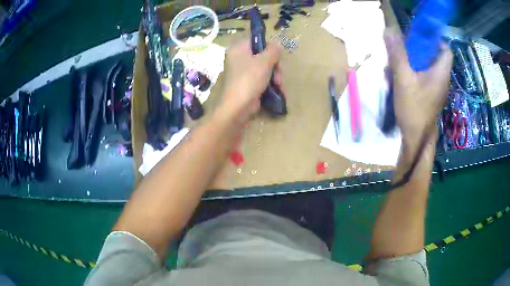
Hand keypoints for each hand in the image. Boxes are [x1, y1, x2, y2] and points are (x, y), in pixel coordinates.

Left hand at [218, 39, 283, 120]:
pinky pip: (261, 78)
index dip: (269, 47)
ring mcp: (242, 72)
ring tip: (279, 86)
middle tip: (279, 76)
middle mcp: (238, 58)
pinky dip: (270, 83)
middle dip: (275, 66)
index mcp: (238, 48)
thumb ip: (273, 50)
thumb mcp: (264, 61)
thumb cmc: (249, 79)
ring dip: (275, 76)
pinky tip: (278, 90)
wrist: (238, 107)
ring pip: (264, 68)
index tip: (277, 56)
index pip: (256, 40)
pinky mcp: (246, 83)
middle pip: (262, 55)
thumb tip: (277, 44)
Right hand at [384, 29, 452, 151]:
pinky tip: (399, 80)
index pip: (446, 50)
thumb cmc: (414, 109)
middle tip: (402, 51)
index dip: (435, 41)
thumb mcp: (403, 79)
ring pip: (427, 67)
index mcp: (441, 73)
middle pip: (434, 56)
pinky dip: (412, 74)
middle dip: (417, 50)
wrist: (415, 139)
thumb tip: (389, 30)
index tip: (419, 39)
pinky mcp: (430, 95)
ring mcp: (436, 89)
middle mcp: (442, 79)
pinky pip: (423, 77)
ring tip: (396, 67)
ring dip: (412, 62)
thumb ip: (398, 54)